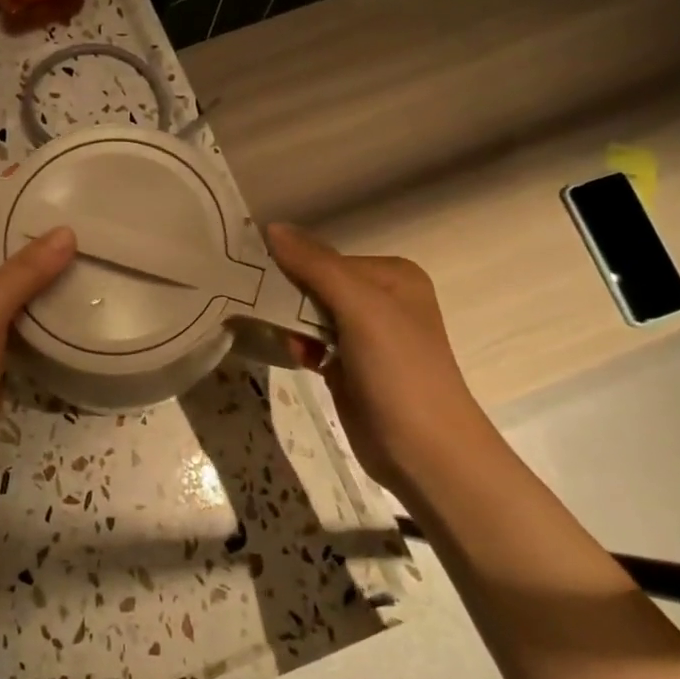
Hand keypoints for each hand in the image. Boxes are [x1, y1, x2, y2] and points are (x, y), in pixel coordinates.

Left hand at [0, 227, 77, 499]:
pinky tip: (73, 307)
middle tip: (77, 223)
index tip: (44, 192)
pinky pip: (18, 327)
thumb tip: (66, 232)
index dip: (2, 210)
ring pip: (7, 296)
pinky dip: (40, 315)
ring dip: (38, 280)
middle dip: (28, 243)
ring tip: (84, 256)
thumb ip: (23, 273)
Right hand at [266, 223, 499, 486]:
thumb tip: (272, 226)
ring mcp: (367, 336)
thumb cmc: (399, 371)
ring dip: (291, 325)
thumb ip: (315, 265)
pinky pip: (313, 343)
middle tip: (260, 310)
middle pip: (316, 285)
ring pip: (310, 315)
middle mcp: (381, 299)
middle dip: (288, 298)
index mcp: (392, 276)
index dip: (291, 267)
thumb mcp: (360, 308)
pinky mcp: (351, 367)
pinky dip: (299, 346)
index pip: (325, 258)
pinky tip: (298, 359)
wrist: (424, 452)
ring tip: (284, 341)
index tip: (255, 279)